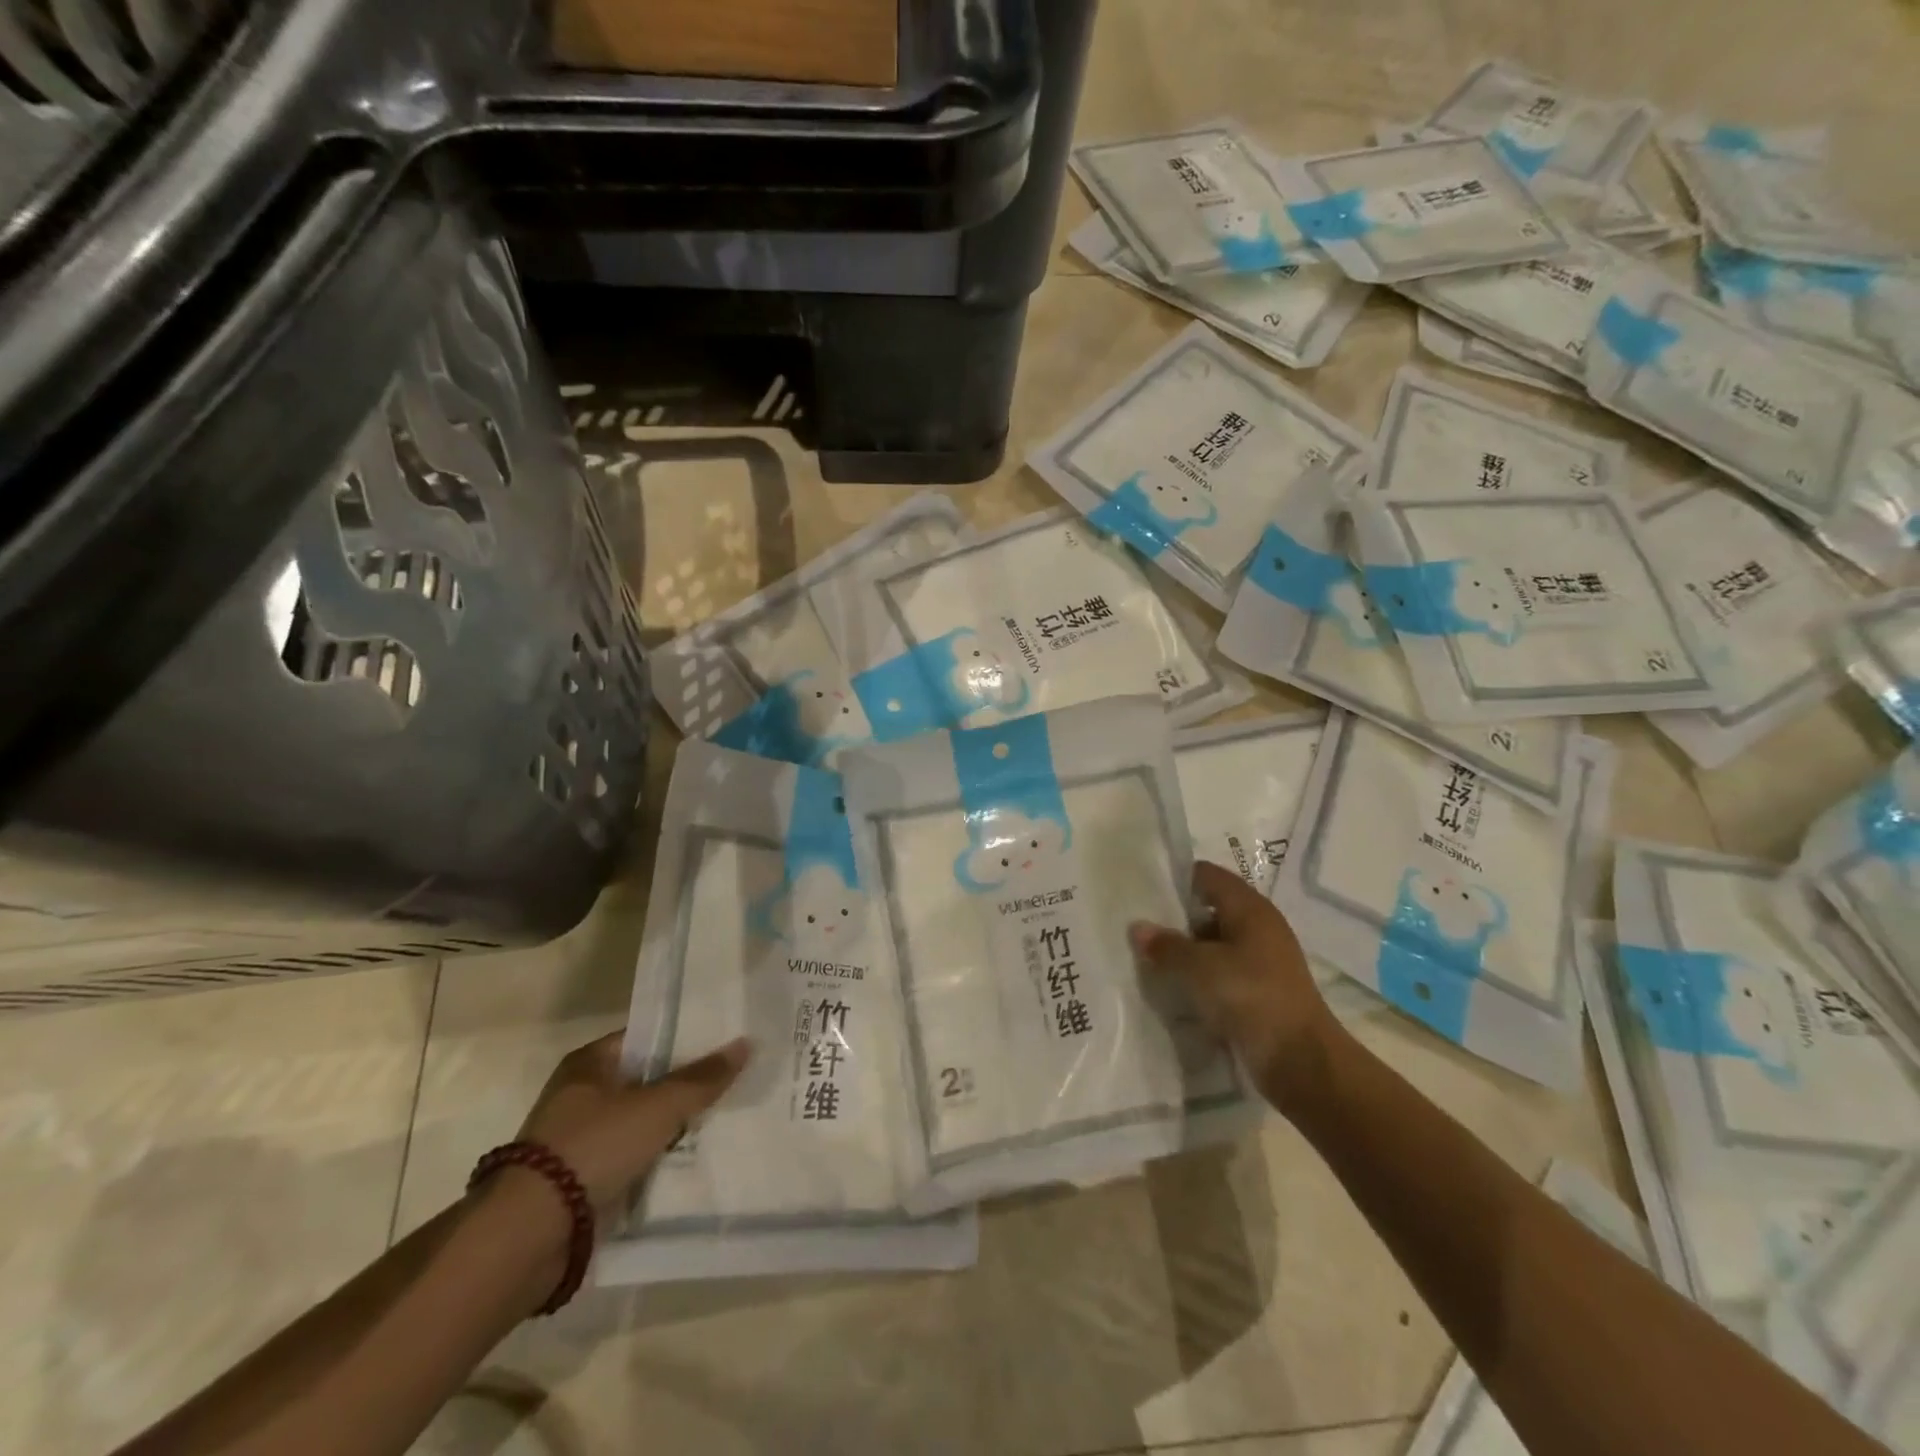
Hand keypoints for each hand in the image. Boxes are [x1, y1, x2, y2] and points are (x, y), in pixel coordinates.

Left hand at [514, 1032, 749, 1221]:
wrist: (529, 1234)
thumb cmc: (594, 1147)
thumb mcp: (658, 1106)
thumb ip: (702, 1078)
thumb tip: (745, 1044)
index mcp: (589, 1063)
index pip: (647, 1037)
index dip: (685, 1039)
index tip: (724, 1043)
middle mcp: (580, 1094)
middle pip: (645, 1080)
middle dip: (683, 1085)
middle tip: (731, 1082)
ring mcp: (577, 1139)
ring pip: (639, 1121)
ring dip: (671, 1126)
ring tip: (721, 1120)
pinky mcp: (579, 1180)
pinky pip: (630, 1157)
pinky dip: (654, 1159)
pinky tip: (689, 1160)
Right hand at [1130, 862, 1339, 1114]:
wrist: (1301, 1061)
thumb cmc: (1250, 996)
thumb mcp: (1199, 967)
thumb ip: (1167, 945)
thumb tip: (1137, 928)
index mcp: (1250, 908)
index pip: (1208, 875)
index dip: (1176, 880)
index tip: (1143, 891)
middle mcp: (1259, 927)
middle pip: (1210, 909)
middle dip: (1176, 919)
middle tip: (1139, 928)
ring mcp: (1263, 960)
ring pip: (1215, 944)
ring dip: (1188, 952)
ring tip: (1150, 959)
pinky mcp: (1261, 991)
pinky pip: (1223, 972)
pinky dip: (1202, 977)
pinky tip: (1176, 988)